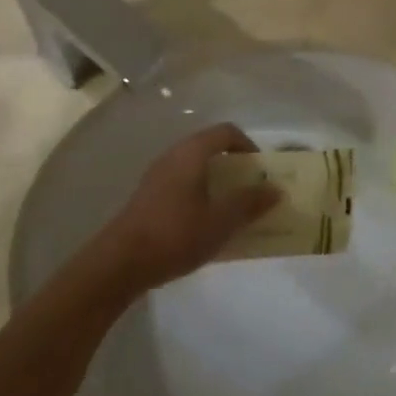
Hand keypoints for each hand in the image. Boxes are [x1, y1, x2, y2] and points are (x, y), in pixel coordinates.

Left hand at [94, 123, 279, 291]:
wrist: (119, 263)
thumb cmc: (175, 234)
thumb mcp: (221, 221)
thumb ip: (250, 203)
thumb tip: (276, 189)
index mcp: (192, 152)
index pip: (226, 132)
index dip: (248, 146)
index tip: (261, 172)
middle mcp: (173, 156)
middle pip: (210, 148)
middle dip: (234, 168)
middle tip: (250, 191)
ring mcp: (157, 176)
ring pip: (195, 168)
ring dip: (216, 183)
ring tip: (231, 211)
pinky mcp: (148, 197)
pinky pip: (182, 185)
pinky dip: (199, 195)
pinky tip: (204, 225)